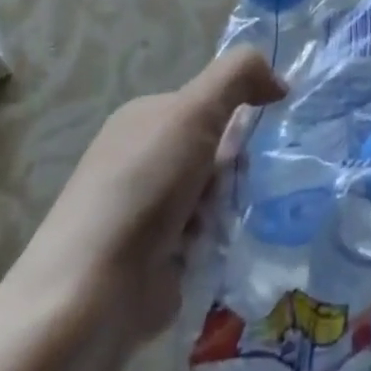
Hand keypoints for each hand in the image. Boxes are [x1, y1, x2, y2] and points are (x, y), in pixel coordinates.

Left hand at [1, 47, 286, 338]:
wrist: (92, 294)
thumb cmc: (143, 188)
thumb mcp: (194, 110)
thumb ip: (239, 75)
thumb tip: (278, 82)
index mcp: (144, 118)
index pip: (209, 103)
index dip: (236, 115)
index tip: (252, 137)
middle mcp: (143, 159)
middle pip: (216, 151)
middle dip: (232, 170)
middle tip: (232, 188)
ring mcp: (147, 212)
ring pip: (216, 196)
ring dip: (228, 209)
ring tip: (222, 227)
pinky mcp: (157, 259)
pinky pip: (208, 238)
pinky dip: (217, 243)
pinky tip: (216, 253)